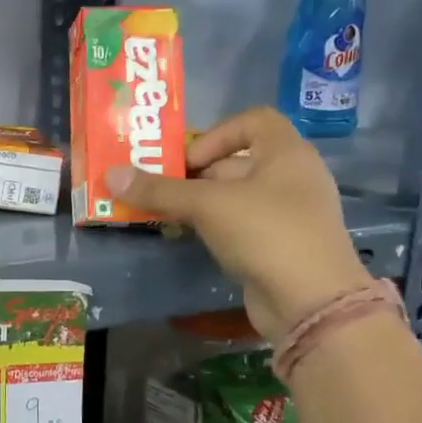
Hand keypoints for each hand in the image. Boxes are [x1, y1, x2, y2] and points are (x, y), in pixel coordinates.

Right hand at [106, 107, 370, 339]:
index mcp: (287, 153)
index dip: (216, 133)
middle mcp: (293, 177)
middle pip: (238, 161)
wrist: (311, 302)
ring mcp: (290, 214)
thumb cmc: (265, 233)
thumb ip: (159, 189)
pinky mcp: (281, 245)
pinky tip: (191, 239)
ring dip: (201, 202)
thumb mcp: (207, 205)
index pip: (253, 120)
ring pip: (237, 196)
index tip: (188, 161)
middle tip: (160, 190)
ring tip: (166, 215)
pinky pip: (243, 224)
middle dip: (196, 174)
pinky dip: (216, 226)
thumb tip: (110, 175)